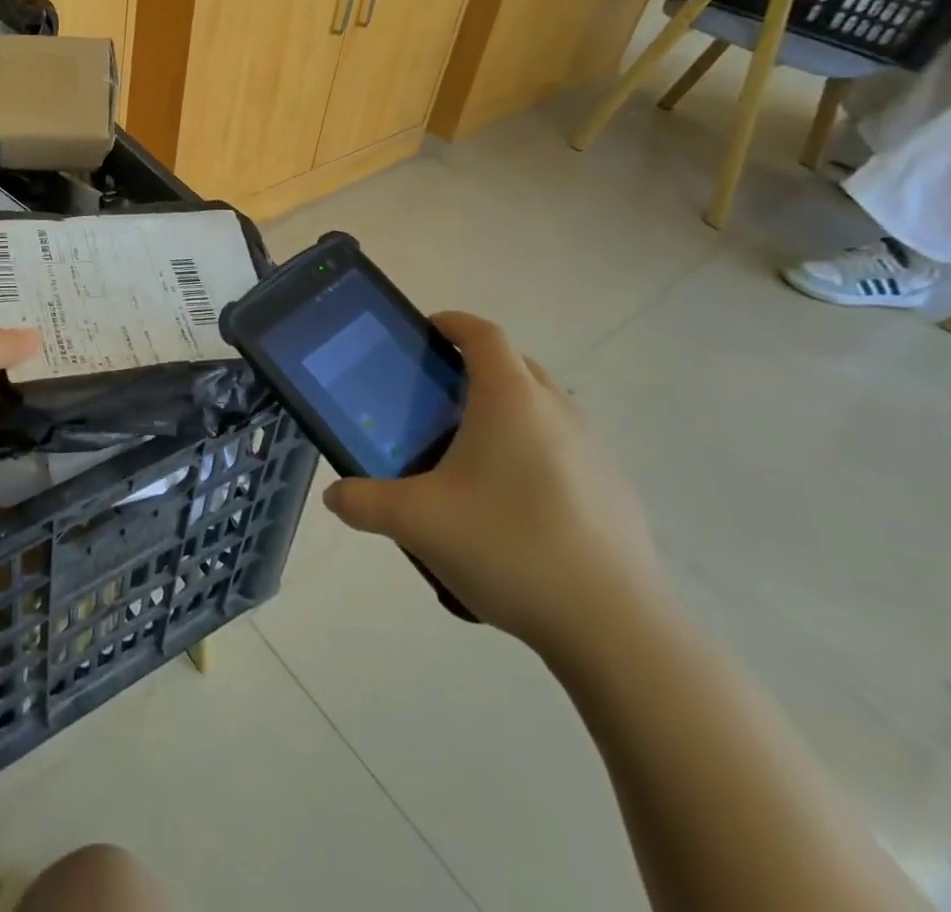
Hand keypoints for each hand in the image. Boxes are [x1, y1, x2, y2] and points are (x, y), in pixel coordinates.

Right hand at [322, 312, 665, 657]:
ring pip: (543, 408)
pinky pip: (564, 449)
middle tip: (435, 399)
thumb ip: (363, 502)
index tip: (425, 332)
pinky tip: (512, 507)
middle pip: (515, 365)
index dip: (452, 323)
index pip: (483, 334)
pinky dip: (534, 453)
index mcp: (510, 399)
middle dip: (475, 368)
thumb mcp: (416, 522)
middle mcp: (557, 411)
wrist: (614, 627)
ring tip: (469, 456)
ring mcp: (594, 451)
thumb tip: (334, 496)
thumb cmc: (507, 547)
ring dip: (507, 413)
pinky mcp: (615, 491)